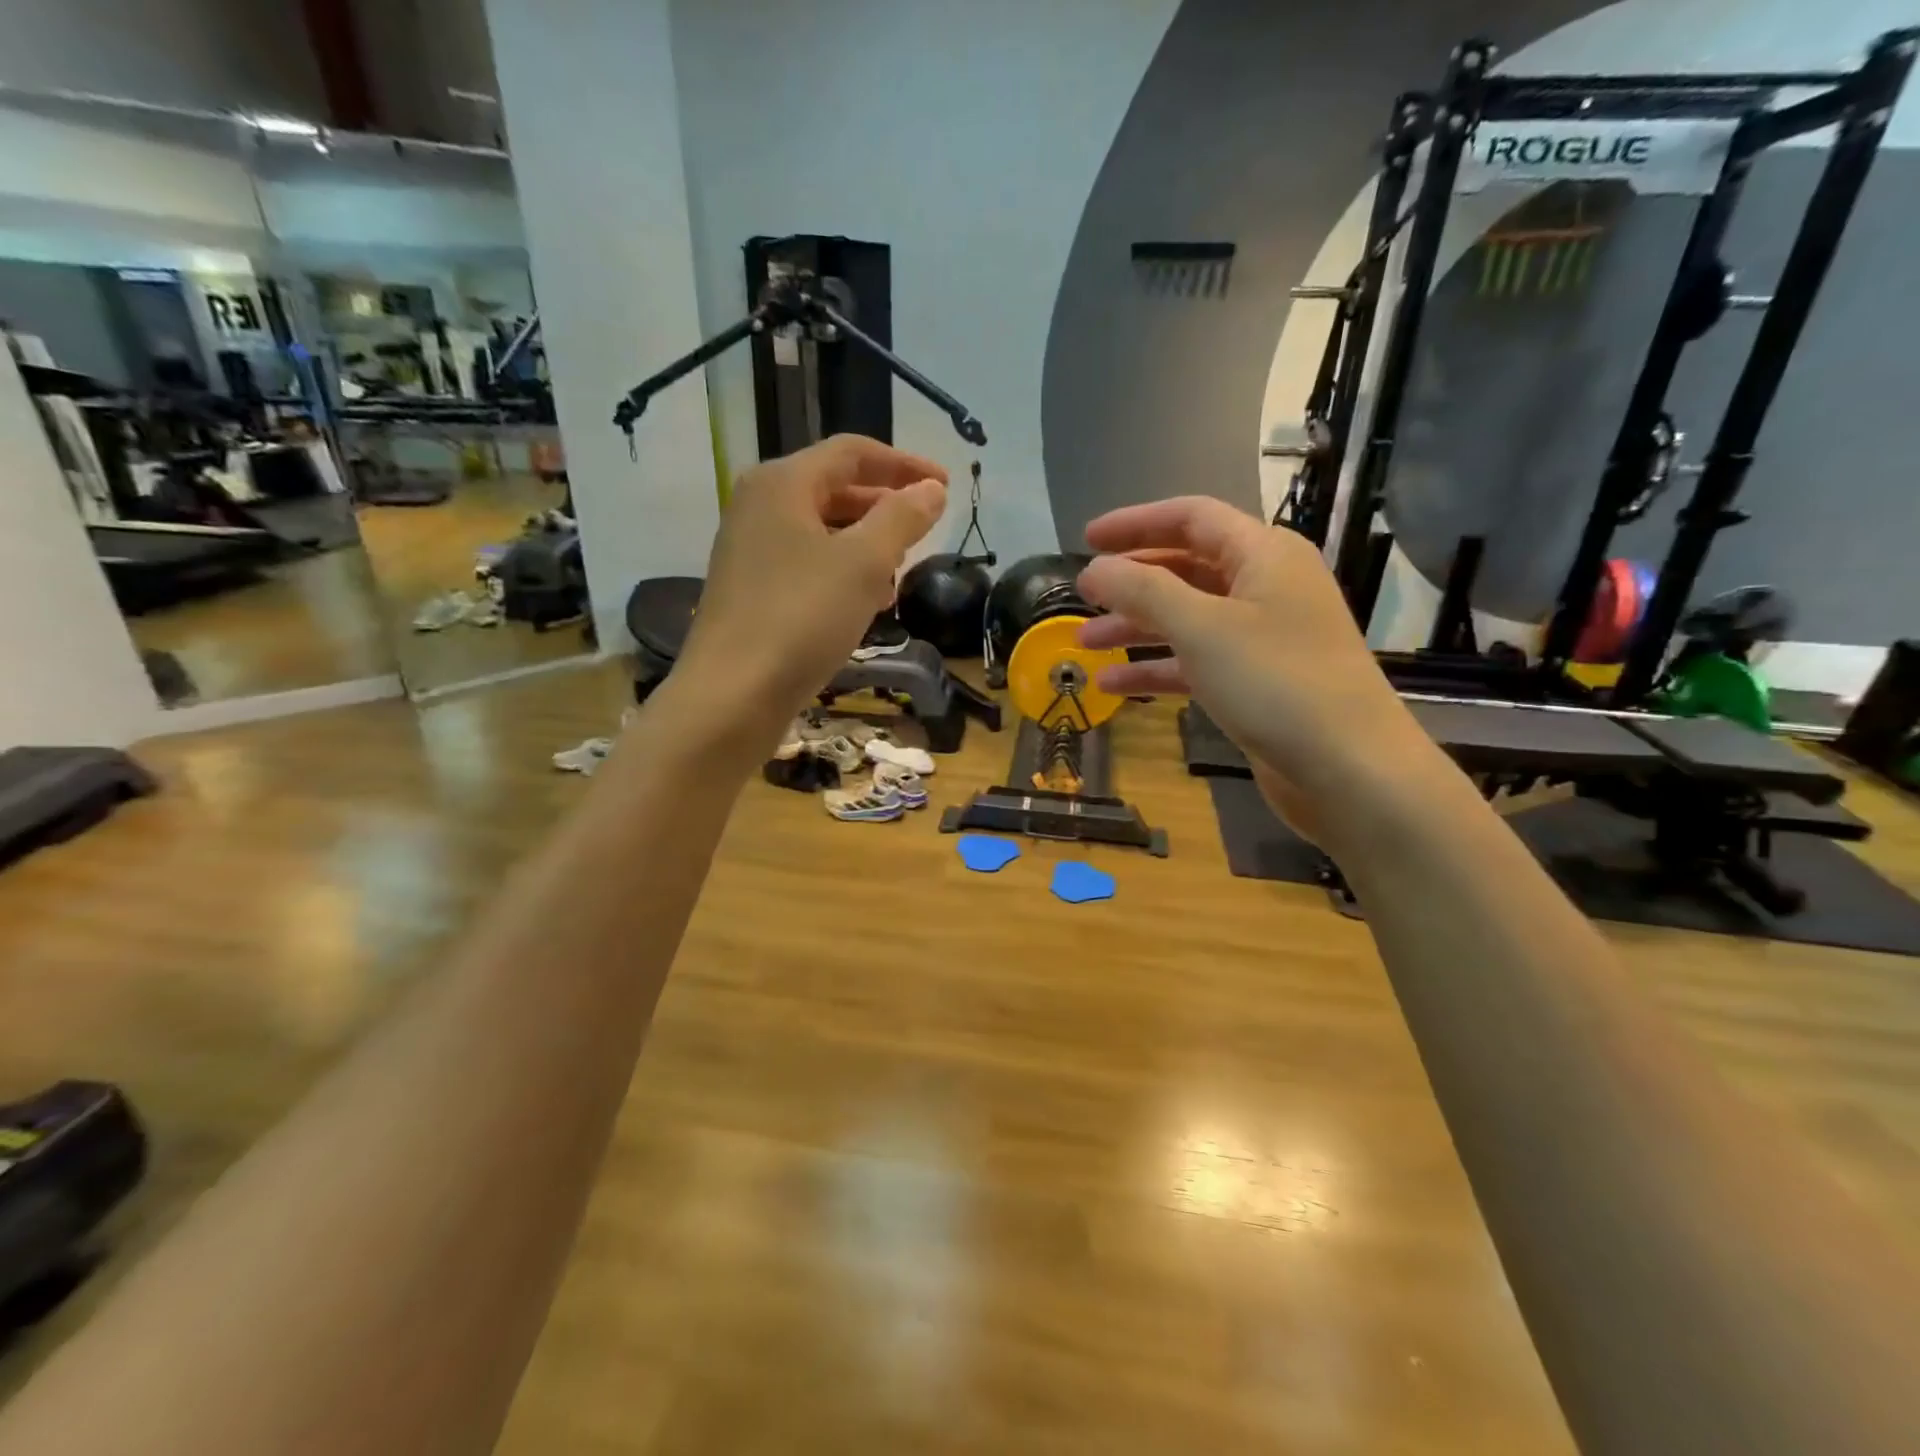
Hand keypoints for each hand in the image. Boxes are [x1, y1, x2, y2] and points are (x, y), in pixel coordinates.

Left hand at [672, 435, 947, 752]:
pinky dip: (842, 572)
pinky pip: (807, 564)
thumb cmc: (802, 617)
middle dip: (884, 506)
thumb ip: (902, 518)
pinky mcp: (751, 590)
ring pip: (822, 531)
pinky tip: (866, 603)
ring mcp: (750, 550)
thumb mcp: (864, 562)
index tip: (946, 485)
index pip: (852, 453)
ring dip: (866, 544)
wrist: (733, 694)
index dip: (904, 464)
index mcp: (782, 483)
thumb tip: (931, 489)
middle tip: (924, 529)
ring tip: (900, 570)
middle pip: (834, 489)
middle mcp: (759, 506)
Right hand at [1075, 497, 1433, 840]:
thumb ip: (1142, 591)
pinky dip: (1158, 668)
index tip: (1087, 539)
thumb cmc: (1275, 682)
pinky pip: (1197, 661)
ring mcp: (1264, 637)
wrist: (1349, 769)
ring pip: (1188, 618)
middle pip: (1186, 568)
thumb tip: (1094, 569)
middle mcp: (1266, 587)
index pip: (1191, 518)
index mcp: (1264, 554)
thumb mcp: (1200, 628)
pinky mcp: (1257, 682)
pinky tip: (1114, 687)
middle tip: (1082, 594)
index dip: (1136, 524)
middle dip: (1132, 582)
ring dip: (1137, 628)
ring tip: (1085, 644)